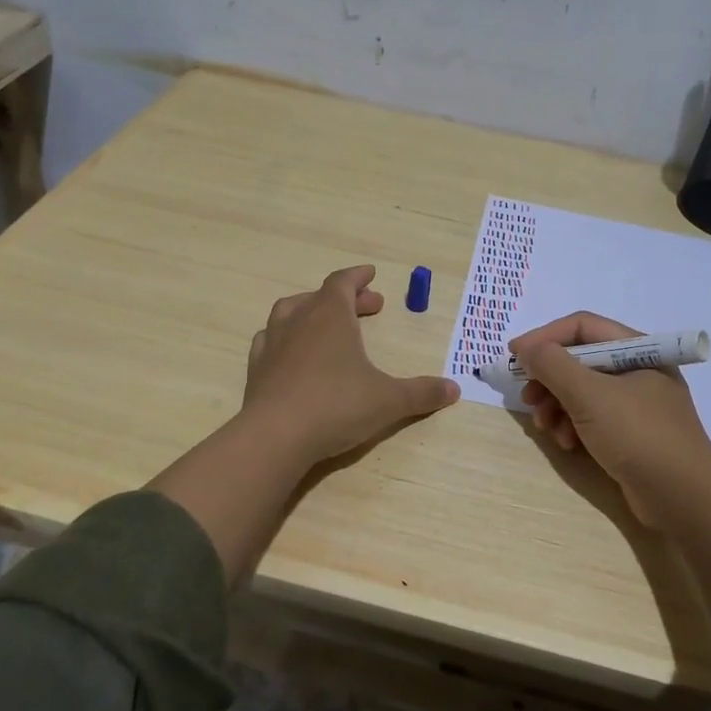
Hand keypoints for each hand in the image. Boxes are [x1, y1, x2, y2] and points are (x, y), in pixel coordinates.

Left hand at [243, 265, 458, 467]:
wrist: (275, 436)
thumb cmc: (337, 406)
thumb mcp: (389, 400)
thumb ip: (421, 393)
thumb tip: (454, 389)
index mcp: (331, 315)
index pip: (343, 281)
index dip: (358, 277)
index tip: (371, 274)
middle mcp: (299, 320)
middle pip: (321, 296)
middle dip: (346, 298)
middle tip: (370, 307)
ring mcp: (272, 343)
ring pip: (289, 312)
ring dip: (311, 311)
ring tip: (327, 323)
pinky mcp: (256, 369)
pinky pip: (270, 340)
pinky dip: (285, 339)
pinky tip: (293, 354)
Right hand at [511, 312, 710, 524]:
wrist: (684, 498)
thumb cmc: (638, 435)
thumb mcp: (589, 395)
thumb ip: (553, 365)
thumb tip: (527, 348)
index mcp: (638, 350)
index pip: (582, 327)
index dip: (544, 337)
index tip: (514, 355)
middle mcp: (638, 370)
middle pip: (580, 360)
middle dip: (549, 379)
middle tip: (527, 398)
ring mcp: (637, 404)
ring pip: (583, 391)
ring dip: (558, 406)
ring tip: (546, 427)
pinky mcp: (632, 433)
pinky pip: (594, 417)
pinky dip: (574, 426)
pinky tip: (568, 445)